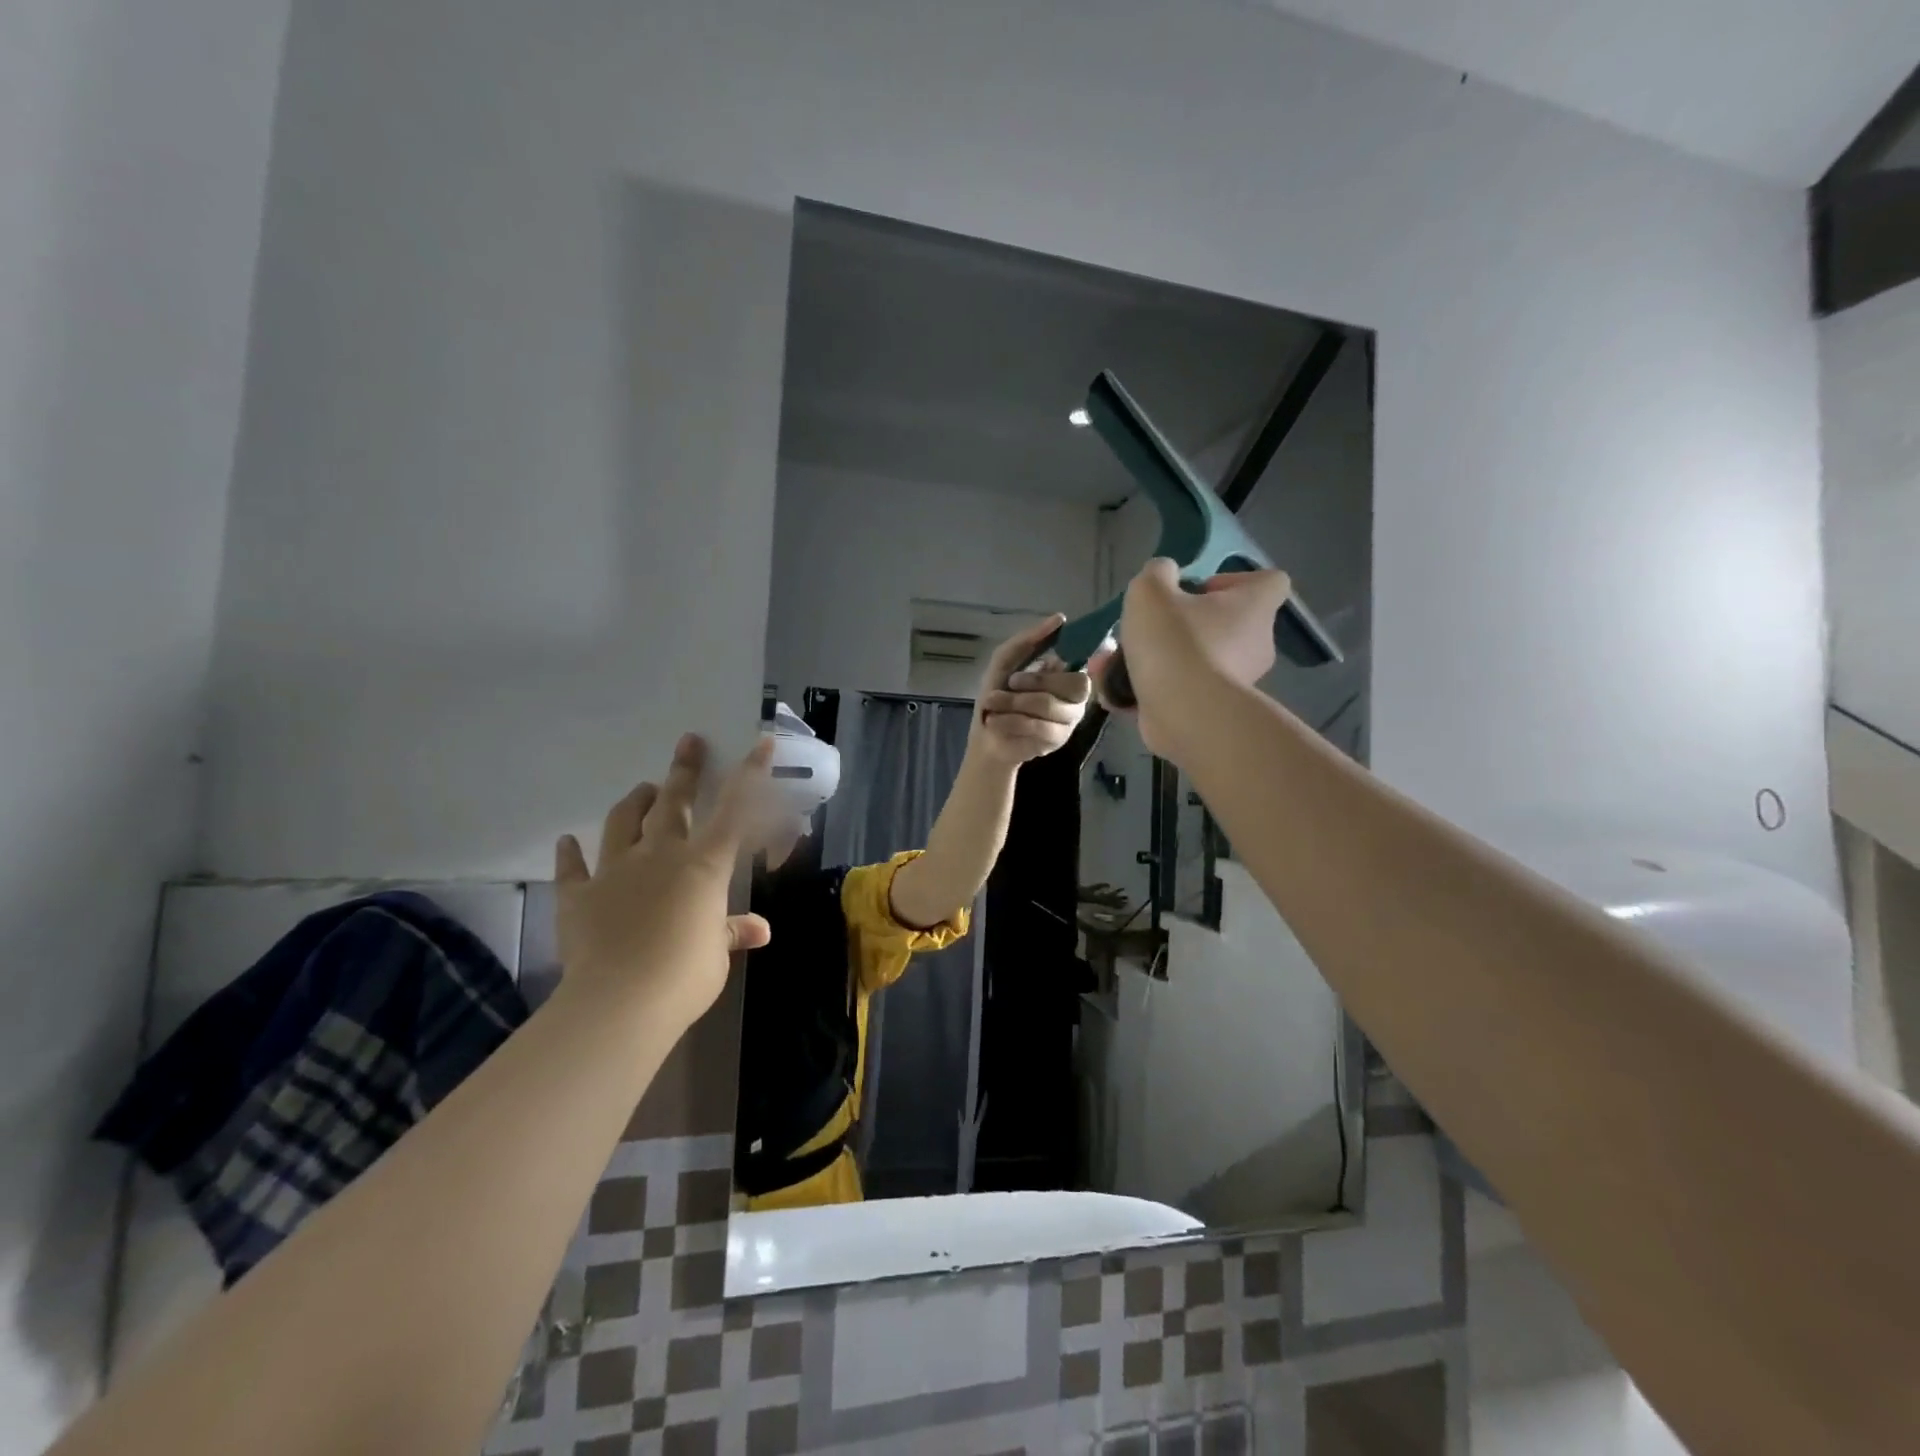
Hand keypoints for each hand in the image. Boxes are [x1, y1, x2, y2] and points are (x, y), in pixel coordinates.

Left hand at [553, 734, 772, 1030]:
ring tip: (643, 790)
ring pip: (623, 822)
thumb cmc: (685, 974)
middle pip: (673, 802)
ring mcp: (615, 870)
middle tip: (688, 742)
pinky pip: (572, 867)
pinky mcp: (579, 895)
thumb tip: (759, 929)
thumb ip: (732, 931)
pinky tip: (567, 842)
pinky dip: (570, 853)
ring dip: (635, 802)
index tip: (761, 743)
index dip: (751, 774)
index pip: (735, 811)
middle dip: (684, 770)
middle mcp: (660, 855)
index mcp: (704, 865)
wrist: (620, 1000)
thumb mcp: (717, 952)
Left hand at [972, 615, 1092, 765]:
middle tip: (1011, 683)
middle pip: (1073, 685)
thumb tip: (1060, 618)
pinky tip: (996, 721)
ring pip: (1049, 705)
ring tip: (993, 703)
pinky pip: (1039, 727)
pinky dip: (1011, 721)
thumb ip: (1030, 639)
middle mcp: (1076, 699)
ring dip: (1014, 702)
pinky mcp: (1058, 741)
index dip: (1055, 666)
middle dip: (1035, 682)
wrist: (986, 735)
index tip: (1028, 669)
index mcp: (1068, 676)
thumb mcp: (1006, 660)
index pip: (1080, 665)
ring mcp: (1069, 722)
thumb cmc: (1000, 694)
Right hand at [1094, 559, 1291, 757]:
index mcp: (1253, 608)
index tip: (1198, 590)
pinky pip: (1178, 693)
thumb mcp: (1151, 591)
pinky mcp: (1211, 712)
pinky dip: (1148, 691)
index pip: (1269, 582)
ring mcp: (1235, 682)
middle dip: (1180, 626)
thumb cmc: (1175, 642)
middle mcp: (1253, 644)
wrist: (1184, 714)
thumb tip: (1165, 575)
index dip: (1234, 581)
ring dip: (1152, 660)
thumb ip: (1156, 573)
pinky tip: (1114, 692)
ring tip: (1108, 664)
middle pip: (1222, 624)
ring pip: (1190, 661)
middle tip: (1145, 629)